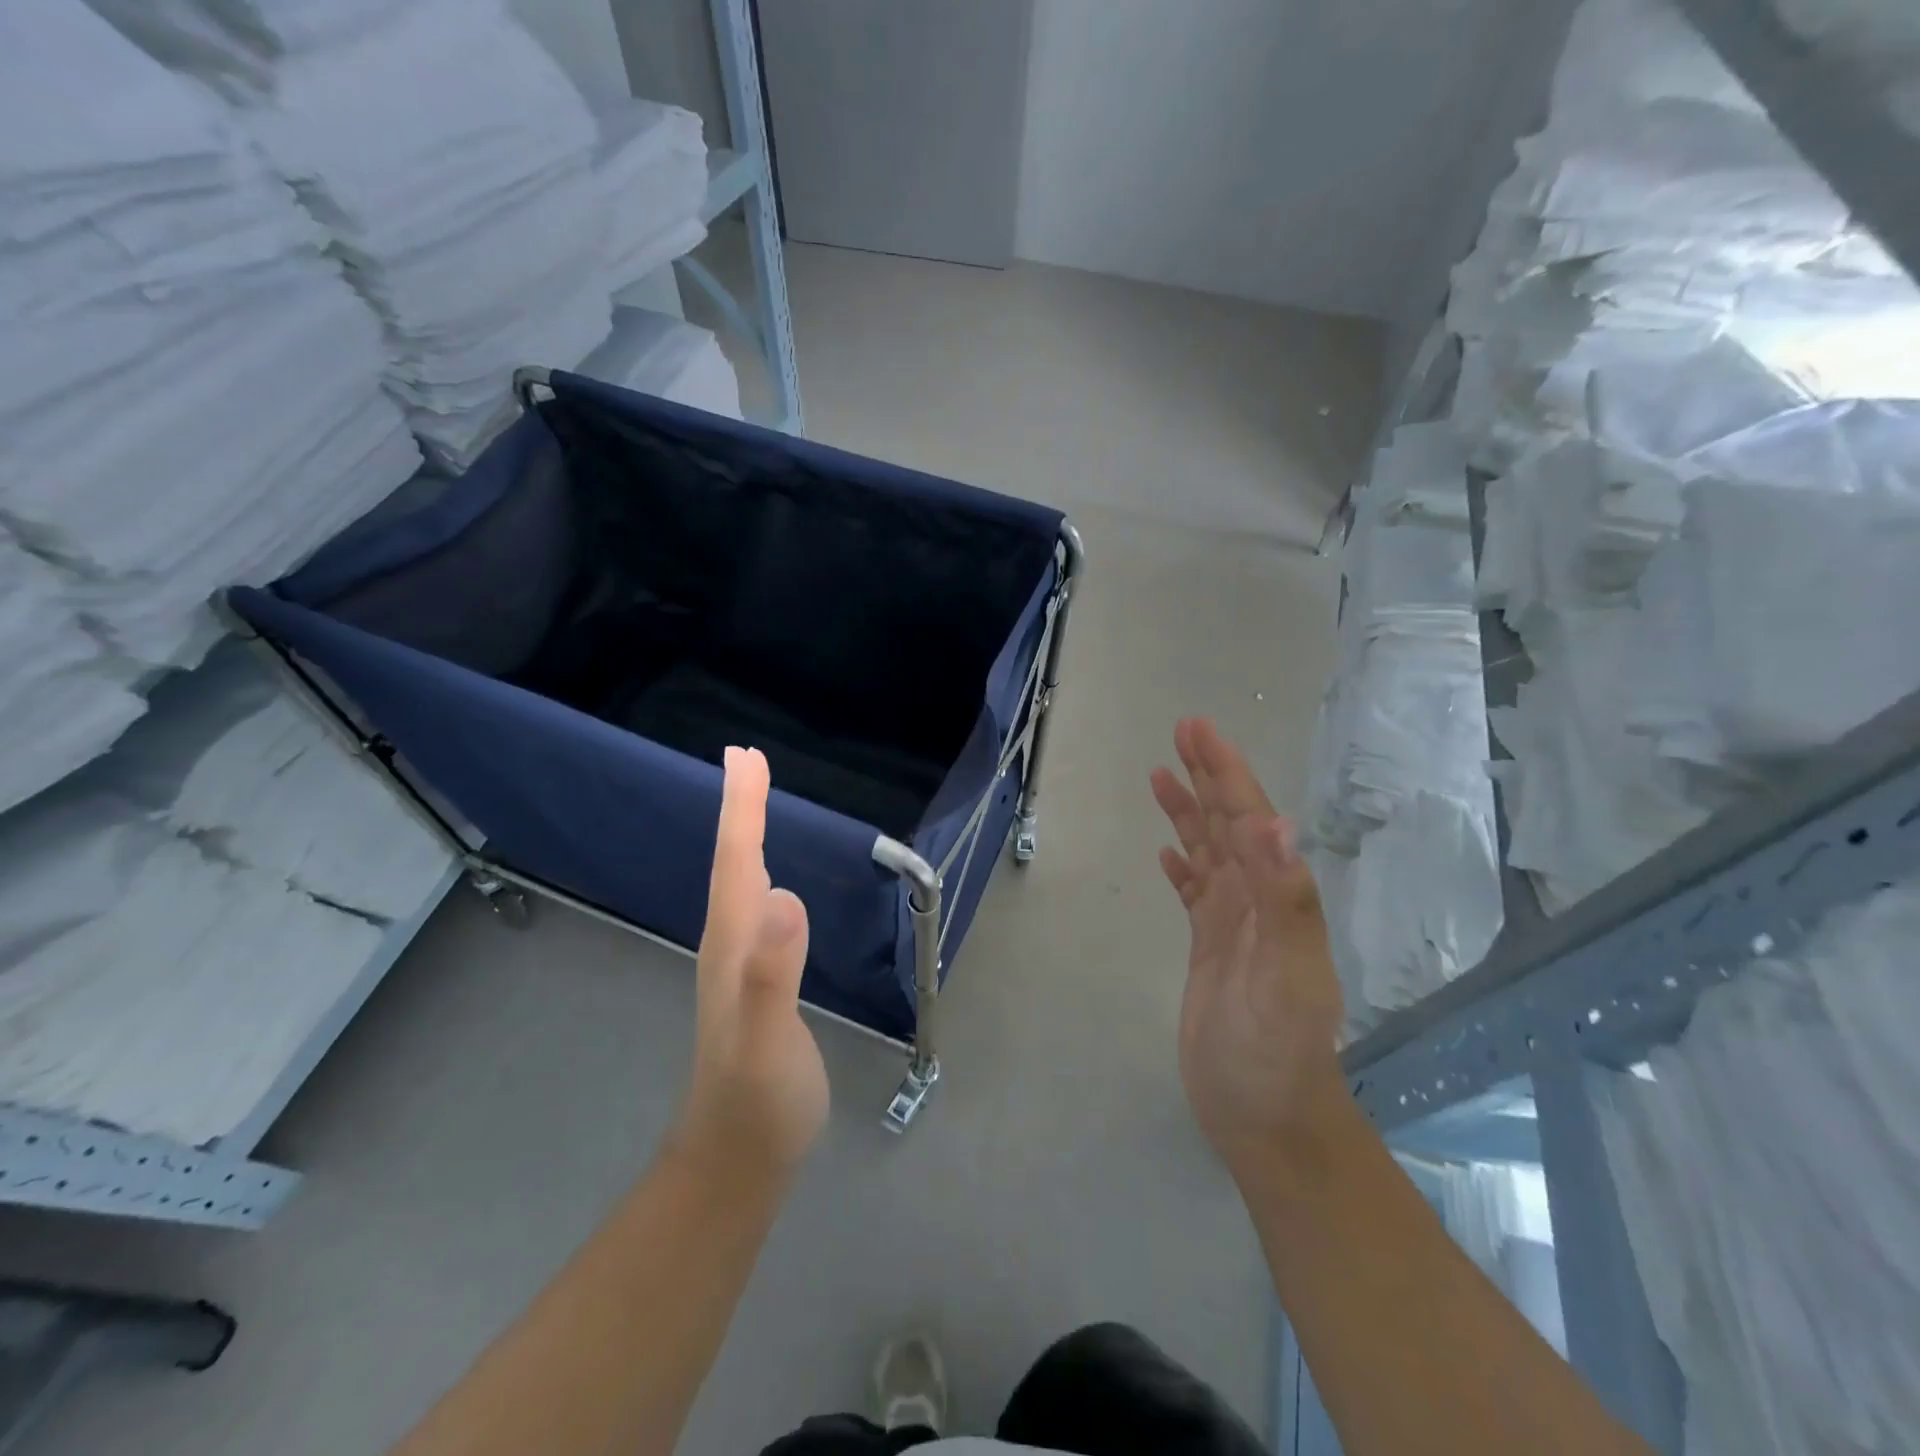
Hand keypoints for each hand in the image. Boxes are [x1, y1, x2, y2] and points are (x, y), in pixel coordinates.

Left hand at [670, 746, 828, 1184]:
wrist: (735, 1161)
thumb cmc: (758, 1102)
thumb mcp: (767, 1042)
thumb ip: (772, 973)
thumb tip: (783, 894)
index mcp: (734, 945)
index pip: (738, 861)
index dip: (742, 808)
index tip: (744, 756)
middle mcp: (729, 944)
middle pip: (733, 862)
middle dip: (741, 808)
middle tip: (747, 760)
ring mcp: (738, 965)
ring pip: (739, 882)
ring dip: (746, 835)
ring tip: (753, 801)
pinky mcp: (753, 982)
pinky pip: (753, 908)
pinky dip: (757, 873)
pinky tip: (767, 881)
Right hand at [1150, 719, 1347, 1179]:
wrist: (1266, 1119)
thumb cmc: (1276, 1052)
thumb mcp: (1286, 977)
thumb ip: (1286, 901)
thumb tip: (1276, 823)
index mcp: (1274, 896)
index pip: (1246, 818)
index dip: (1224, 772)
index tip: (1196, 731)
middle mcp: (1256, 899)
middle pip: (1228, 823)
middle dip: (1208, 776)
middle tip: (1182, 732)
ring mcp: (1232, 924)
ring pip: (1208, 852)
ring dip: (1189, 812)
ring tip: (1163, 776)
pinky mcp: (1210, 948)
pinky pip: (1194, 892)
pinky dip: (1182, 865)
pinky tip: (1169, 852)